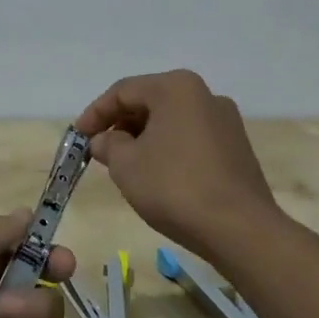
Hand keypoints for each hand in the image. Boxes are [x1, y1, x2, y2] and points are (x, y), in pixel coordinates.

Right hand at [74, 69, 289, 260]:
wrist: (240, 230)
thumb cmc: (175, 187)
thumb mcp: (127, 165)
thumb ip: (109, 144)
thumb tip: (104, 140)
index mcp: (176, 88)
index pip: (123, 91)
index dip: (95, 113)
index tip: (78, 136)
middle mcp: (204, 94)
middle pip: (149, 101)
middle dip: (120, 124)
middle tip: (98, 149)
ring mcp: (225, 121)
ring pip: (171, 120)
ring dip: (143, 137)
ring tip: (124, 163)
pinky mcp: (236, 148)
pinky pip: (190, 137)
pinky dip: (167, 148)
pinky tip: (156, 173)